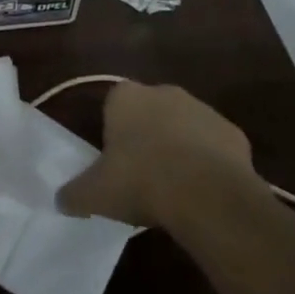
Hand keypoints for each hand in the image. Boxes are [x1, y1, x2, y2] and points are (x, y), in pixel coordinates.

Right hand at [56, 80, 259, 227]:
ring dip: (182, 150)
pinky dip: (212, 165)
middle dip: (149, 138)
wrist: (206, 194)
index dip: (115, 134)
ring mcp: (202, 110)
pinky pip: (216, 148)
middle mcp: (163, 92)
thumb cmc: (141, 181)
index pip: (114, 106)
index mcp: (125, 97)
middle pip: (151, 113)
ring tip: (178, 190)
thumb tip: (60, 201)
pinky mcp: (234, 134)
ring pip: (185, 128)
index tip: (117, 164)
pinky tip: (206, 194)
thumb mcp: (96, 193)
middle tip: (145, 177)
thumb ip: (75, 193)